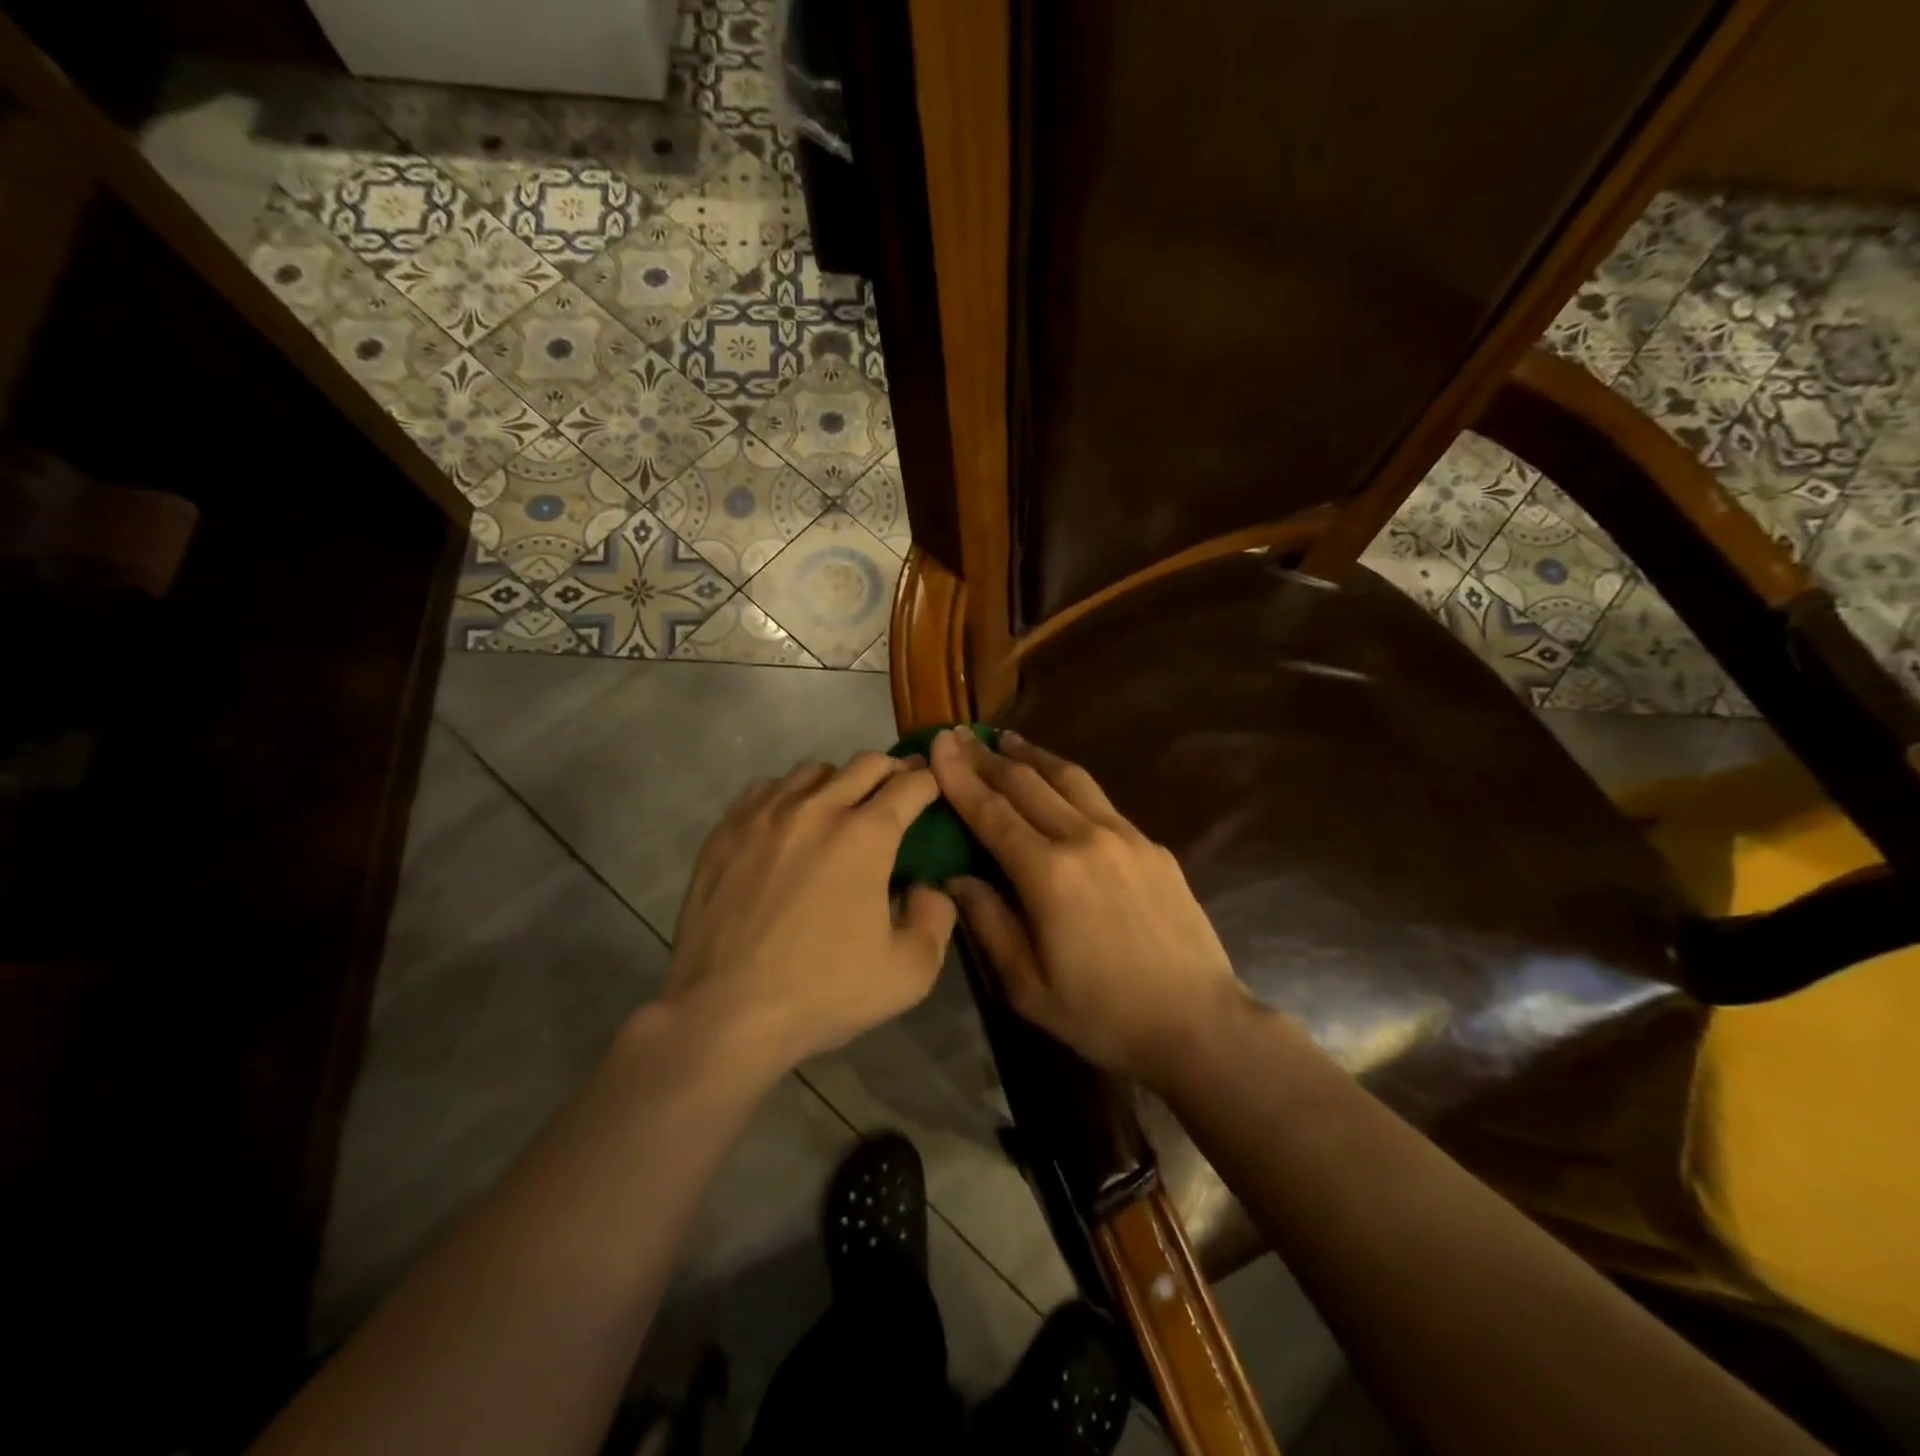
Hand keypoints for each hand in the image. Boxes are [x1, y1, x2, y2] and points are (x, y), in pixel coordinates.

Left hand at [666, 753, 956, 1074]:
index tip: (935, 790)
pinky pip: (766, 788)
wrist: (725, 1013)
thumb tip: (928, 885)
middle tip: (898, 794)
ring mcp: (766, 814)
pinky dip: (789, 795)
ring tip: (841, 809)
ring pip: (815, 770)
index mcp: (866, 836)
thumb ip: (937, 918)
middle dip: (892, 772)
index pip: (911, 785)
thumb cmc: (823, 992)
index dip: (931, 782)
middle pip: (866, 763)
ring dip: (839, 781)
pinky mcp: (727, 829)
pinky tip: (789, 823)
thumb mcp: (910, 972)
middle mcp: (818, 808)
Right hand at [928, 728, 1246, 1086]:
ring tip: (1006, 740)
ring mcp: (1124, 836)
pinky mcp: (1152, 845)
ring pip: (1069, 778)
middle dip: (987, 758)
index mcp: (1048, 874)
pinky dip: (1068, 781)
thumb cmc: (1103, 1014)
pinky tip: (1060, 782)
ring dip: (1032, 756)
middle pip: (1027, 784)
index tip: (939, 744)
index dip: (959, 777)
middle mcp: (1085, 839)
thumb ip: (988, 923)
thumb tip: (955, 876)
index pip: (991, 812)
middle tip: (960, 736)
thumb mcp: (1027, 985)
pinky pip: (1100, 800)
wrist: (1197, 1022)